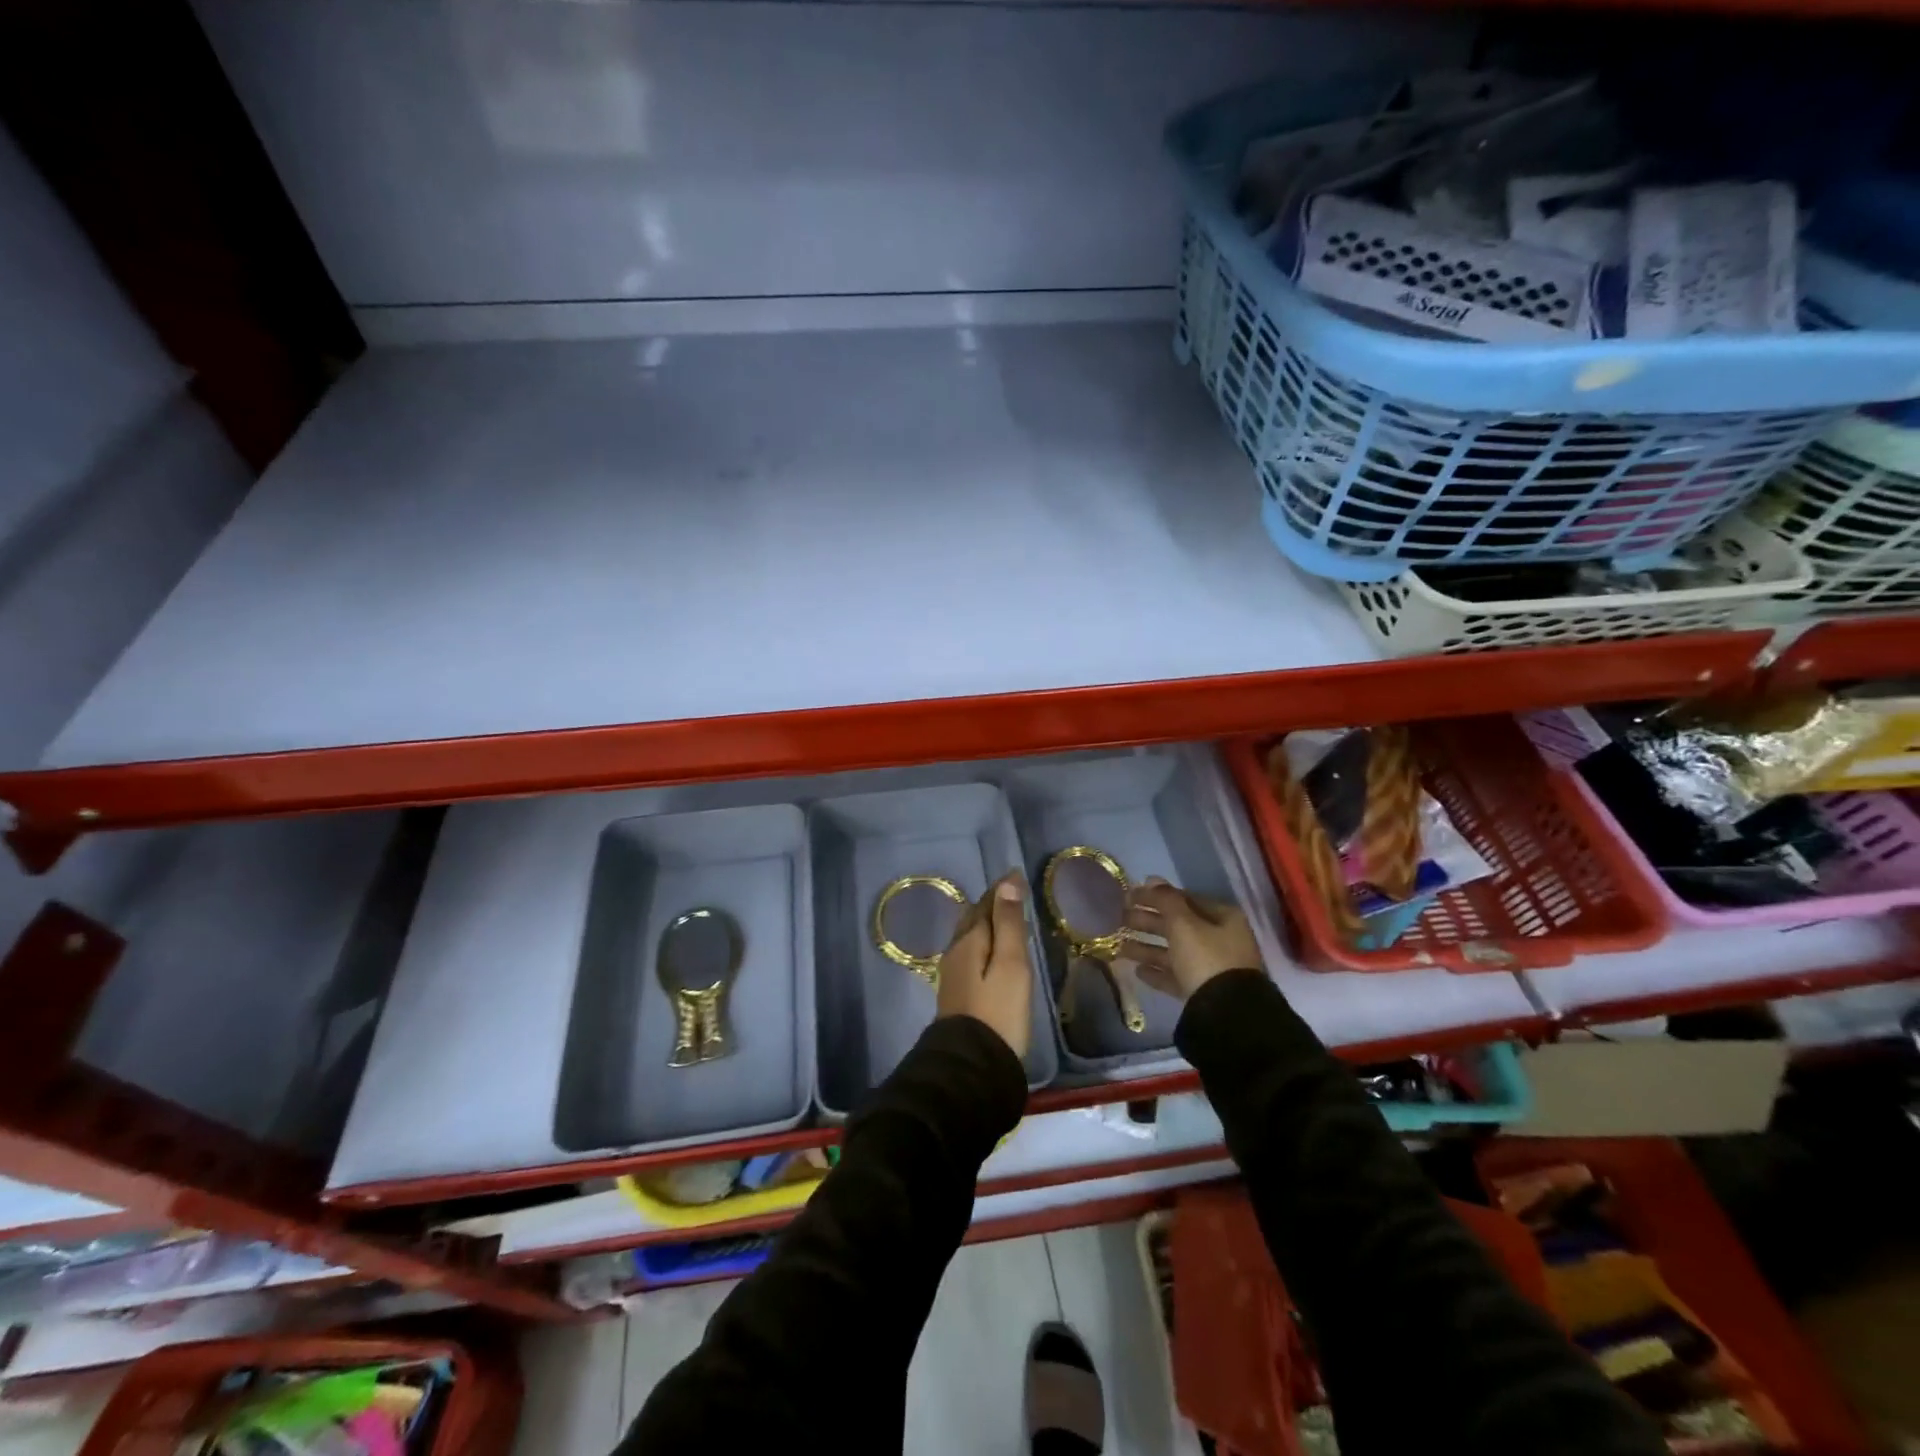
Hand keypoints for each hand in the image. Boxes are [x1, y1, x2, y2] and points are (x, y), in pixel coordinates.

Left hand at [936, 872, 1032, 1059]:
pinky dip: (984, 942)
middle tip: (1012, 893)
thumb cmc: (998, 1012)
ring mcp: (954, 974)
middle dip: (991, 903)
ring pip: (970, 936)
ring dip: (987, 922)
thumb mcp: (1011, 964)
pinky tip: (992, 952)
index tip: (1017, 875)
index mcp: (969, 940)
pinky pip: (971, 953)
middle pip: (973, 918)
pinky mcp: (958, 994)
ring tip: (1005, 919)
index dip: (1001, 889)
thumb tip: (1006, 883)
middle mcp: (956, 952)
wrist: (972, 1066)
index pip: (985, 904)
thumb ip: (1009, 924)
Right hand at [1123, 878, 1262, 1000]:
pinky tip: (1137, 971)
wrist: (1225, 1013)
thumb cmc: (1205, 958)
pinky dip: (1157, 971)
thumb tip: (1151, 879)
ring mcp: (1212, 967)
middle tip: (1119, 918)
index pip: (1184, 899)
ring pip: (1174, 951)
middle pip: (1177, 925)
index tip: (1129, 896)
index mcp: (1222, 917)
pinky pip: (1176, 975)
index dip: (1156, 896)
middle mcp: (1220, 939)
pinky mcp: (1202, 991)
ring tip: (1119, 946)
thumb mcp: (1183, 924)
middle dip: (1147, 922)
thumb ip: (1165, 900)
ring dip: (1147, 947)